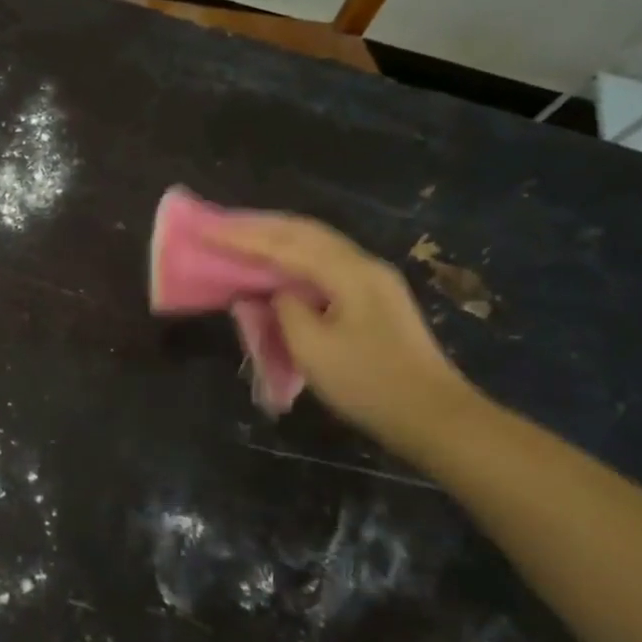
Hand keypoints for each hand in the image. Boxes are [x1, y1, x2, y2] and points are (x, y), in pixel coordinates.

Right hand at [215, 215, 472, 445]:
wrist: (434, 416)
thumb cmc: (369, 383)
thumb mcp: (313, 349)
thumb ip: (284, 310)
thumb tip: (273, 293)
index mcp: (349, 272)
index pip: (285, 244)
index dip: (242, 237)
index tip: (207, 230)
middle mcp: (363, 265)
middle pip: (305, 232)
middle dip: (260, 227)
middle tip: (220, 225)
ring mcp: (374, 281)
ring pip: (317, 245)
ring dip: (278, 238)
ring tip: (243, 237)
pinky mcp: (375, 300)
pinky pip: (326, 264)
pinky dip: (295, 257)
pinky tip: (279, 264)